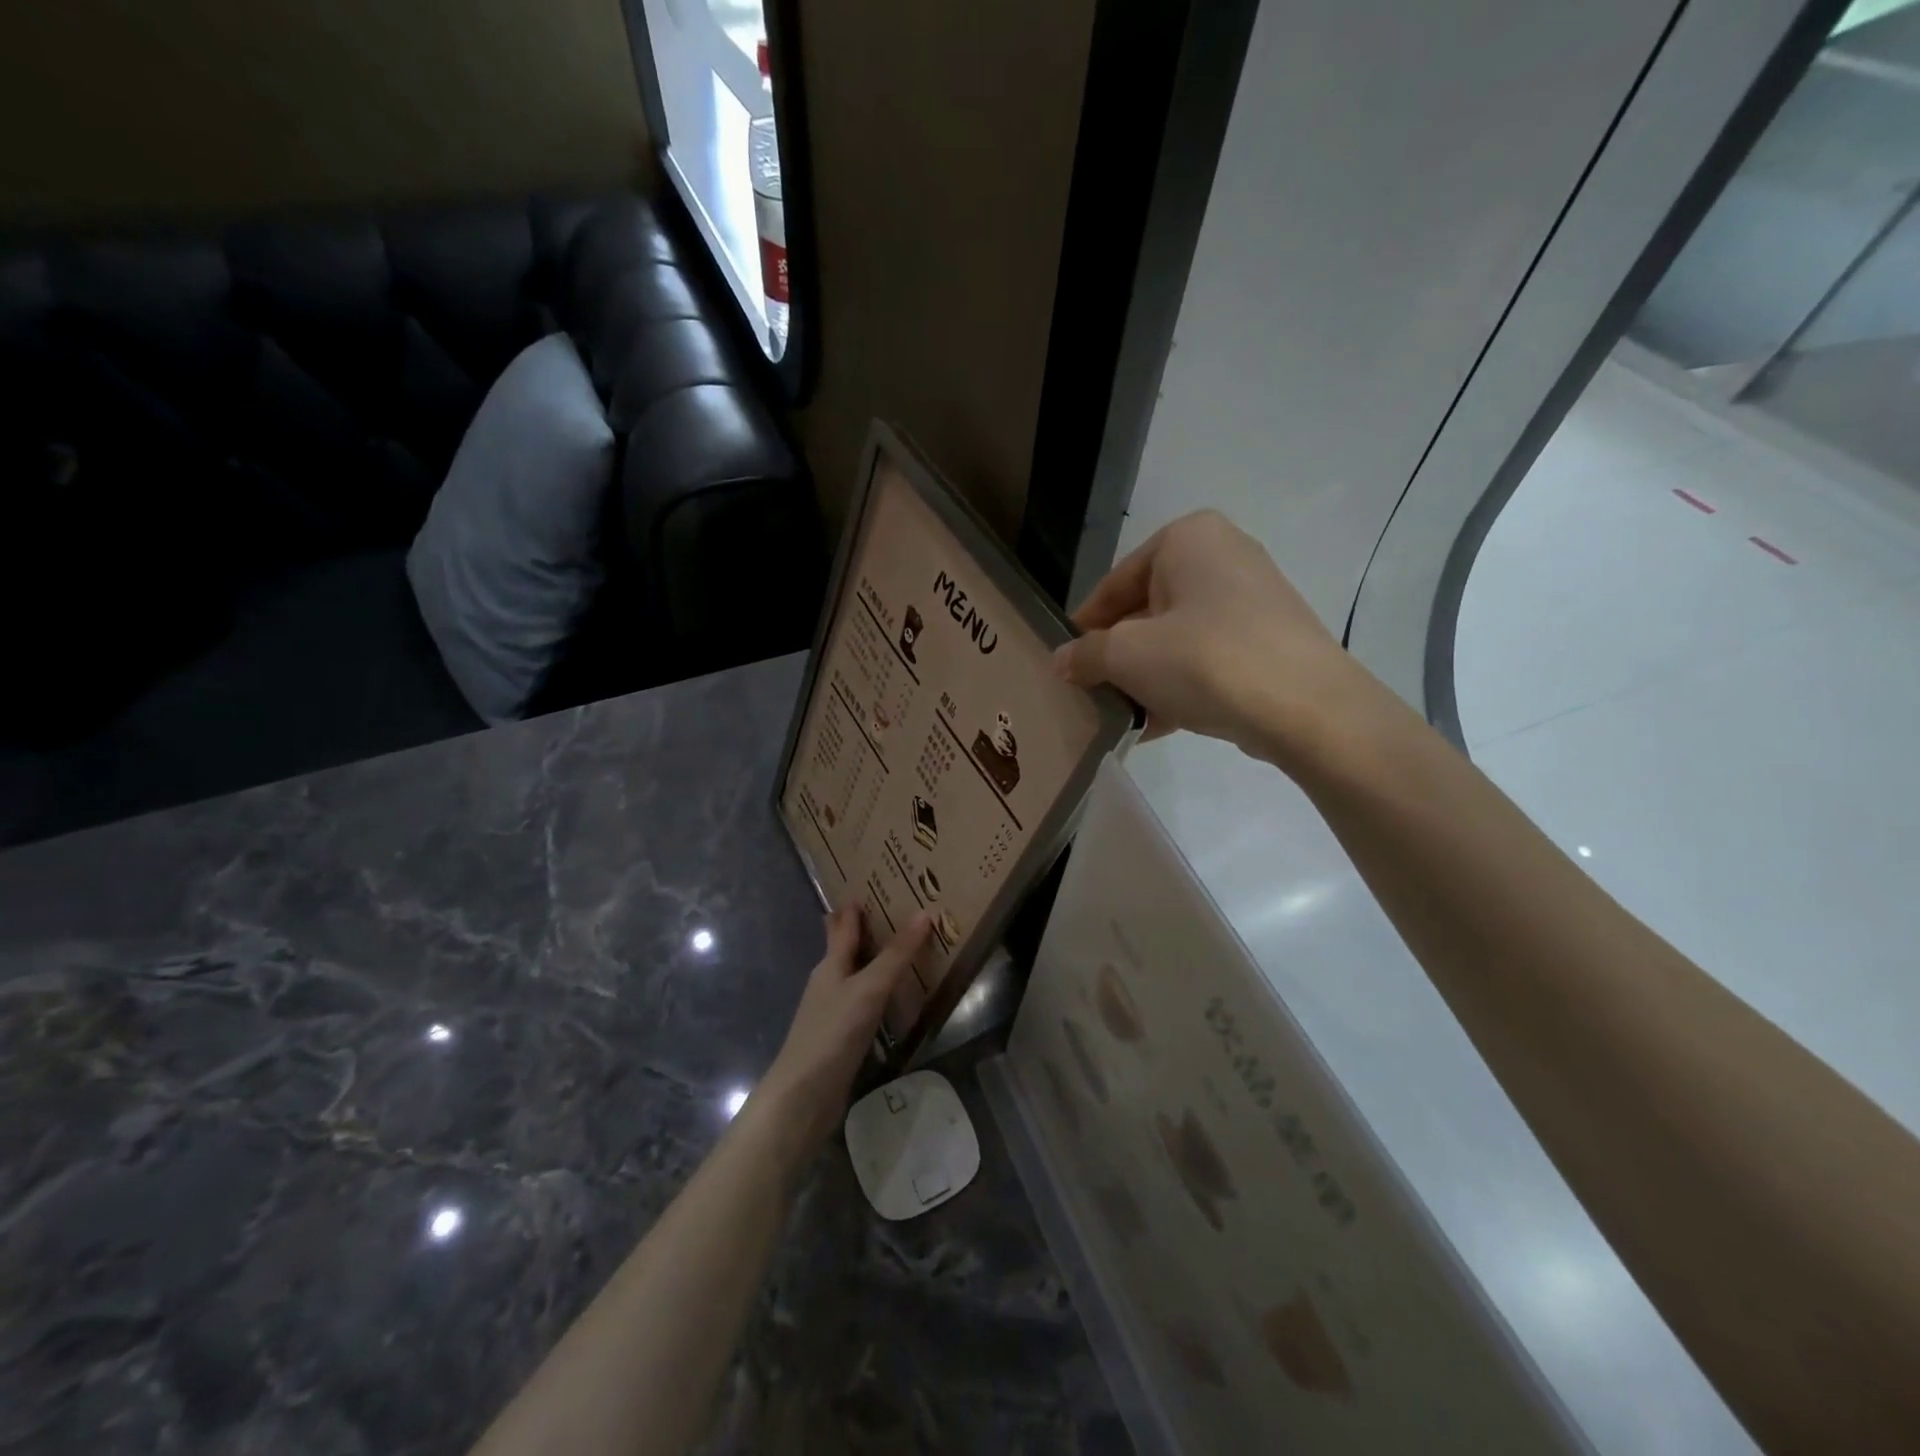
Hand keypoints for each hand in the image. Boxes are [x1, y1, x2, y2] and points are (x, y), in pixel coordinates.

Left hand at [749, 905, 931, 1157]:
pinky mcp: (839, 1039)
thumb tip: (924, 913)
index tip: (862, 889)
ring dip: (869, 962)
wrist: (804, 1095)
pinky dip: (874, 994)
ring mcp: (831, 1012)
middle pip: (842, 950)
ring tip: (893, 951)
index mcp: (831, 965)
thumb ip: (897, 954)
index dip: (852, 909)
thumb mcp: (870, 987)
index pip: (843, 928)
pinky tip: (887, 1000)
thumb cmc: (834, 1031)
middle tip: (879, 911)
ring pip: (852, 977)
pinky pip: (860, 1004)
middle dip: (856, 931)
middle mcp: (828, 983)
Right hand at [1053, 510, 1378, 764]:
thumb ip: (1085, 654)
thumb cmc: (1206, 661)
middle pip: (1147, 610)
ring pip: (1177, 637)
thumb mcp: (1128, 656)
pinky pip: (1208, 657)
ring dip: (1146, 677)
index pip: (1115, 583)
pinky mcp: (1270, 638)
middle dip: (1118, 656)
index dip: (1085, 627)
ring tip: (1123, 714)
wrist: (1308, 709)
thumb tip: (1062, 661)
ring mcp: (1253, 597)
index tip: (1067, 663)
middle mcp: (1224, 555)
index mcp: (1188, 538)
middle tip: (1093, 692)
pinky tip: (1158, 724)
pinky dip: (1181, 685)